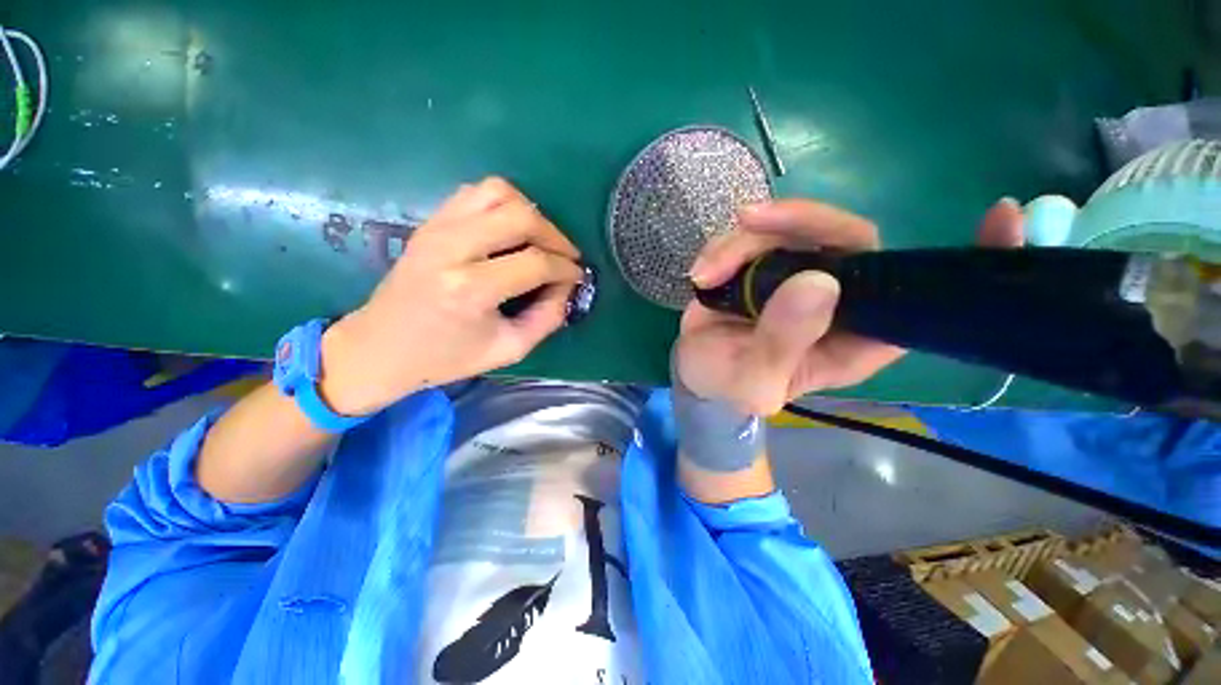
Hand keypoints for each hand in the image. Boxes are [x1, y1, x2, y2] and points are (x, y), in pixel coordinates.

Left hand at [319, 178, 583, 415]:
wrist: (381, 347)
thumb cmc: (446, 357)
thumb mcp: (508, 349)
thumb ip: (548, 318)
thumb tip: (567, 287)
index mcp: (470, 289)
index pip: (535, 262)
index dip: (566, 268)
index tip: (578, 276)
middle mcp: (452, 249)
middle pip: (520, 217)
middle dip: (555, 235)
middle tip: (565, 256)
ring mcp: (437, 228)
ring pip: (498, 192)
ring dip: (530, 212)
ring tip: (540, 240)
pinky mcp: (430, 222)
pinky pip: (476, 192)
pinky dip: (504, 204)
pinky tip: (511, 230)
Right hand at [675, 198, 1025, 414]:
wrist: (697, 375)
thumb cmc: (729, 388)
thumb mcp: (752, 382)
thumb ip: (782, 344)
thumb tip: (817, 283)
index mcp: (855, 337)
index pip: (921, 296)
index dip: (967, 260)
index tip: (1002, 215)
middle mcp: (837, 298)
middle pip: (846, 238)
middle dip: (799, 221)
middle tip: (750, 222)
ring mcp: (797, 276)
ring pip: (790, 229)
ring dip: (742, 243)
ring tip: (706, 274)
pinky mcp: (763, 265)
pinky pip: (751, 237)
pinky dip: (723, 249)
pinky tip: (701, 274)